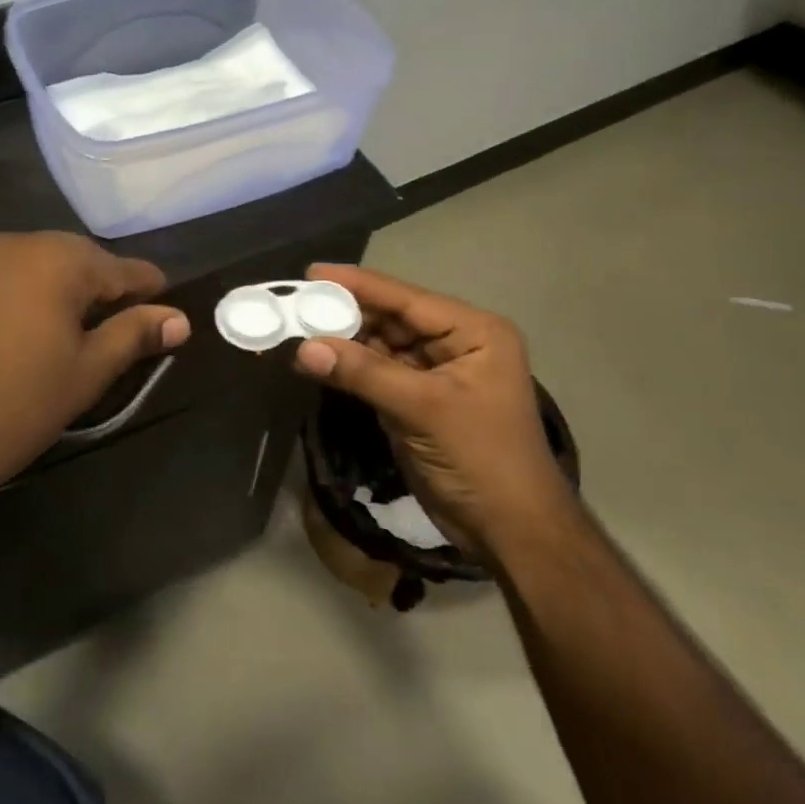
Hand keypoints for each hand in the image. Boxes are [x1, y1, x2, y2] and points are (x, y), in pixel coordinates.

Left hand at [0, 232, 188, 513]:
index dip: (150, 292)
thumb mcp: (88, 370)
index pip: (123, 268)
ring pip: (48, 267)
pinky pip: (17, 278)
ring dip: (72, 294)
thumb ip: (135, 335)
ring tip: (89, 334)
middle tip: (131, 330)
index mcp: (58, 257)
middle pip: (83, 261)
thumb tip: (180, 320)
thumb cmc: (19, 402)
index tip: (170, 312)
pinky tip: (46, 329)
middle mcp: (20, 242)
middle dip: (109, 291)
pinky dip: (39, 296)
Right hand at [292, 265, 566, 554]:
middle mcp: (455, 344)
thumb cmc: (481, 458)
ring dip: (342, 340)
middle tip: (295, 302)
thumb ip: (363, 373)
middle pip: (391, 319)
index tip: (312, 272)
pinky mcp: (417, 401)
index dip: (358, 284)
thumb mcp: (424, 408)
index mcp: (474, 332)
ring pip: (380, 346)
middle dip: (345, 313)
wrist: (509, 530)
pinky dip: (348, 368)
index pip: (407, 299)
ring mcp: (435, 373)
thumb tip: (303, 347)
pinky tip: (316, 359)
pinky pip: (377, 373)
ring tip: (295, 327)